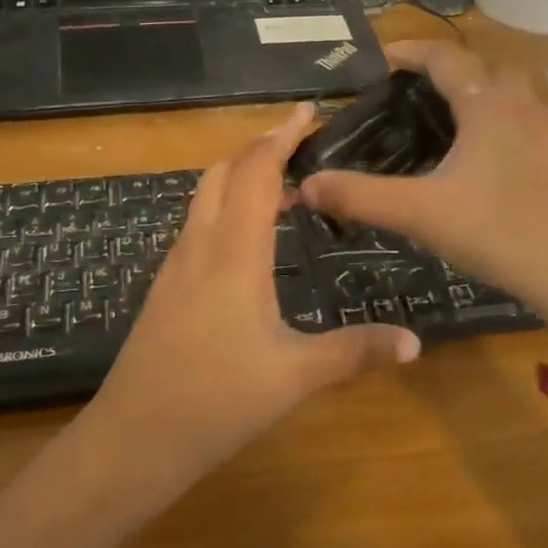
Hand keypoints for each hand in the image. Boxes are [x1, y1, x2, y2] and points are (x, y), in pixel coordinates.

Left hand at [81, 103, 419, 492]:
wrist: (132, 437)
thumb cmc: (216, 401)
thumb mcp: (294, 377)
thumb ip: (354, 352)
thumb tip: (415, 342)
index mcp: (235, 250)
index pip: (256, 170)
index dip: (281, 135)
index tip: (305, 109)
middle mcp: (201, 243)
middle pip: (224, 171)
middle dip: (260, 148)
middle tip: (301, 145)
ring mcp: (177, 264)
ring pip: (205, 196)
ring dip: (240, 177)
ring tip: (284, 189)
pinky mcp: (166, 285)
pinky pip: (198, 225)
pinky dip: (226, 208)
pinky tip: (248, 240)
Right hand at [299, 43, 547, 386]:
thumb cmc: (501, 235)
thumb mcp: (422, 214)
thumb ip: (361, 196)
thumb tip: (306, 183)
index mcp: (488, 105)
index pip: (445, 57)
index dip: (411, 51)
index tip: (382, 58)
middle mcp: (524, 106)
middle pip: (483, 67)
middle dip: (446, 69)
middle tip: (412, 91)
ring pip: (511, 93)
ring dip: (478, 93)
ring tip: (446, 121)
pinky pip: (527, 120)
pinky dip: (500, 120)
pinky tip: (487, 159)